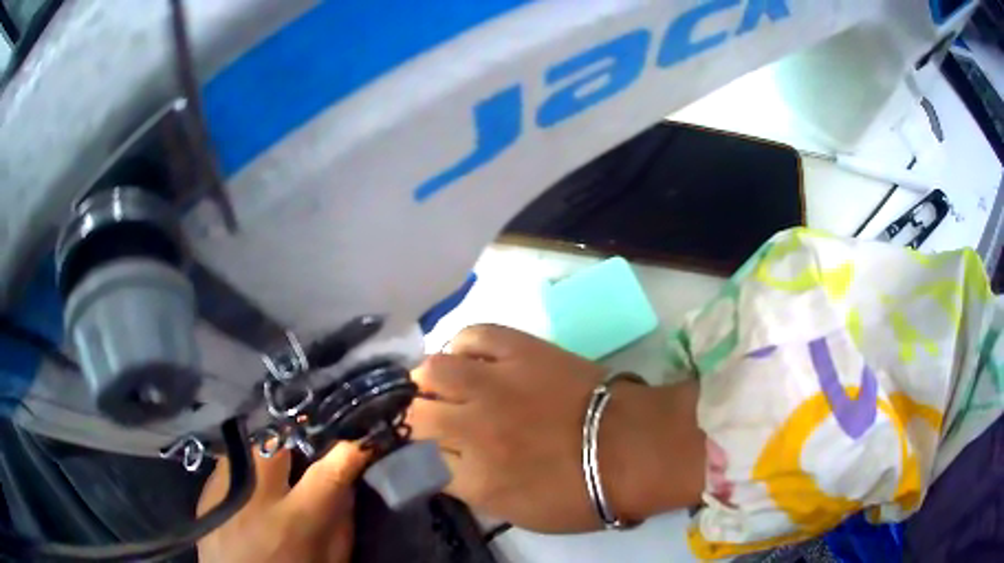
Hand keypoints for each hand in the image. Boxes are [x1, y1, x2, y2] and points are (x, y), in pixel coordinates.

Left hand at [197, 442, 367, 562]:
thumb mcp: (329, 561)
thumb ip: (341, 524)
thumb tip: (346, 484)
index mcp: (296, 520)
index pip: (329, 469)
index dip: (350, 450)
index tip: (360, 443)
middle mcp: (256, 494)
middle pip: (281, 441)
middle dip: (298, 442)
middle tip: (308, 458)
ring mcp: (226, 487)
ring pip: (253, 445)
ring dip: (271, 453)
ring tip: (277, 473)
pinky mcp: (207, 488)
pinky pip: (232, 460)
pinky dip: (248, 466)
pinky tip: (251, 486)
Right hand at [408, 324, 704, 532]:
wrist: (633, 448)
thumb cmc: (582, 492)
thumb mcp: (517, 513)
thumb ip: (471, 490)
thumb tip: (444, 466)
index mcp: (474, 479)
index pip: (417, 462)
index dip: (415, 457)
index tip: (419, 454)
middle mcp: (472, 429)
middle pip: (415, 415)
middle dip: (413, 420)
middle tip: (427, 420)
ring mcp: (495, 385)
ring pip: (432, 371)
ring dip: (428, 381)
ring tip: (440, 386)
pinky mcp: (521, 350)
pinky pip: (474, 335)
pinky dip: (463, 345)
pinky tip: (468, 358)